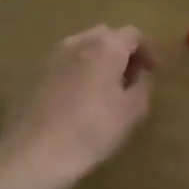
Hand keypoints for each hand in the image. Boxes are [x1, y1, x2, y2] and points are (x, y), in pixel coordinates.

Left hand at [0, 25, 155, 188]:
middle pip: (106, 36)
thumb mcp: (132, 112)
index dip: (147, 50)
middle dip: (122, 52)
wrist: (35, 153)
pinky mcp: (34, 74)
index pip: (133, 34)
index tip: (154, 71)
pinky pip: (64, 64)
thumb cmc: (92, 130)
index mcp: (106, 46)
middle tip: (131, 78)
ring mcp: (52, 56)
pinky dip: (77, 72)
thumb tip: (140, 74)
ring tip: (104, 89)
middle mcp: (78, 42)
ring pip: (82, 48)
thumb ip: (143, 86)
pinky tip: (78, 99)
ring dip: (98, 61)